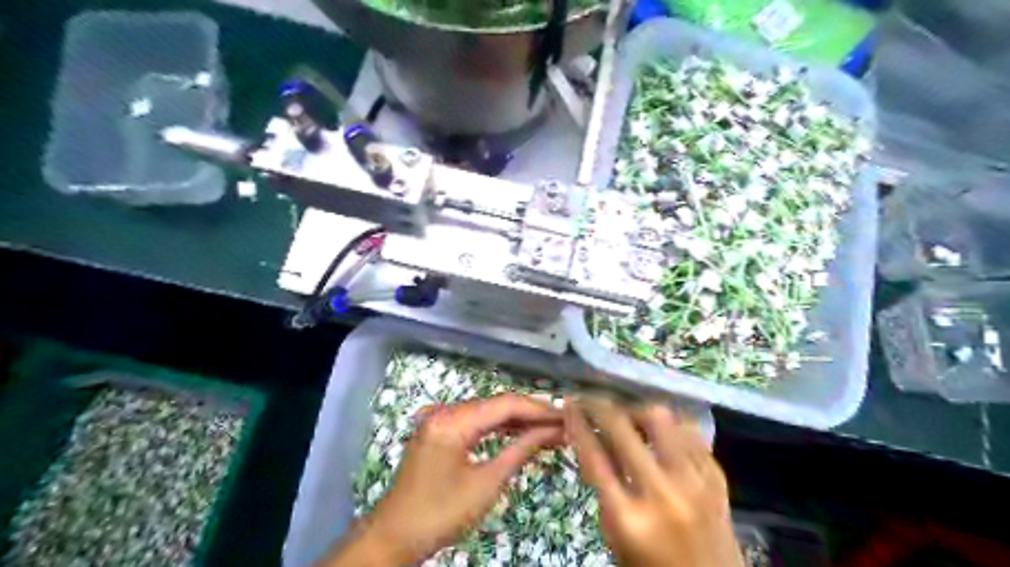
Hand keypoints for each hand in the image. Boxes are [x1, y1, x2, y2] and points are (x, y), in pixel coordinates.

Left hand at [322, 395, 560, 566]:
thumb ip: (520, 450)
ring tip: (548, 429)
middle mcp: (446, 412)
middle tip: (563, 424)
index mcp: (453, 420)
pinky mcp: (439, 433)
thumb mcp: (486, 483)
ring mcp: (440, 421)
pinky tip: (519, 434)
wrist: (394, 537)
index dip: (538, 409)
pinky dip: (498, 429)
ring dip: (516, 421)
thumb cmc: (441, 513)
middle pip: (496, 405)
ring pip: (487, 413)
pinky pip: (474, 424)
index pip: (505, 404)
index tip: (567, 416)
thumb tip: (551, 431)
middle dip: (530, 414)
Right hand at [565, 398, 744, 566]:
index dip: (577, 424)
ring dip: (638, 412)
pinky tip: (660, 432)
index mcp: (629, 518)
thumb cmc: (651, 566)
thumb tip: (594, 439)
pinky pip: (690, 433)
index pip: (594, 456)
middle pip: (623, 427)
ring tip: (629, 418)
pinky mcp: (717, 478)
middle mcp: (662, 494)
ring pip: (662, 419)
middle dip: (599, 406)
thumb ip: (604, 488)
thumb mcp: (615, 535)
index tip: (569, 405)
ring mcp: (695, 483)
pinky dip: (670, 426)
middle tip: (591, 400)